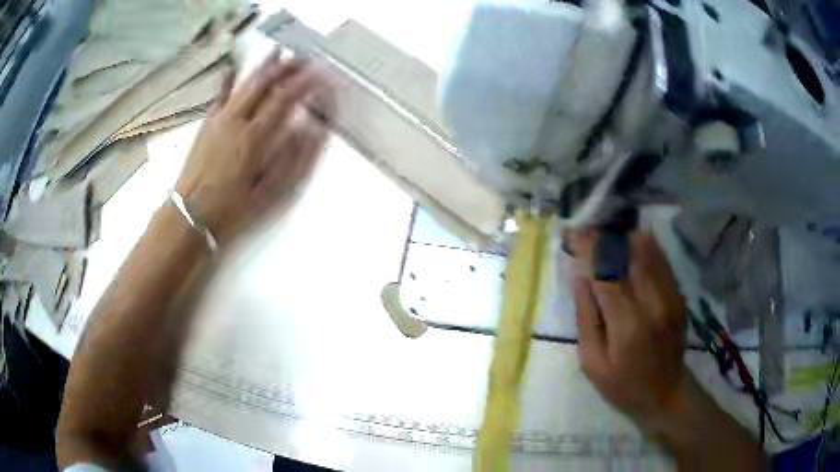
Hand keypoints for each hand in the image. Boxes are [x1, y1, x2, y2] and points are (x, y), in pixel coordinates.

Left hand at [175, 50, 332, 245]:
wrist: (189, 216)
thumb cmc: (231, 209)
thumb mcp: (268, 193)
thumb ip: (291, 159)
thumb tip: (308, 128)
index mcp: (254, 138)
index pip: (285, 99)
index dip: (305, 83)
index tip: (321, 72)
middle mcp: (236, 121)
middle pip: (265, 84)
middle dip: (287, 67)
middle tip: (304, 58)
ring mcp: (219, 120)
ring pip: (244, 84)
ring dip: (263, 67)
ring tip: (278, 53)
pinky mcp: (206, 125)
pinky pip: (219, 96)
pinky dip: (228, 80)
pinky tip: (232, 69)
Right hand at [570, 230, 688, 431]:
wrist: (666, 394)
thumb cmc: (624, 386)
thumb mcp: (593, 364)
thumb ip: (586, 319)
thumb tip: (581, 279)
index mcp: (628, 325)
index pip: (607, 275)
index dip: (589, 251)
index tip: (573, 235)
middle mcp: (653, 304)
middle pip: (629, 257)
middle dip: (606, 240)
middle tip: (588, 232)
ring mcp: (671, 297)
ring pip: (649, 253)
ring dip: (625, 240)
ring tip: (607, 237)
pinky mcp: (678, 296)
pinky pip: (662, 261)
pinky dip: (647, 247)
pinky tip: (633, 242)